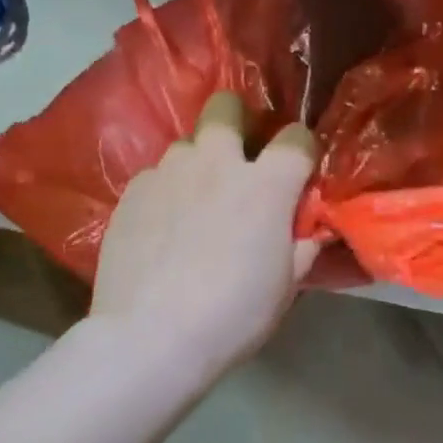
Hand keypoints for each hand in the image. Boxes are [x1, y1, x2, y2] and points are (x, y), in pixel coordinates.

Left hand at [91, 92, 320, 378]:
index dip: (302, 151)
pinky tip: (162, 227)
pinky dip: (166, 192)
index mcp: (265, 185)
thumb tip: (311, 230)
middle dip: (237, 121)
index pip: (296, 137)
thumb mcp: (285, 287)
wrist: (151, 336)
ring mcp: (168, 173)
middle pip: (226, 107)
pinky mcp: (131, 192)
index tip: (299, 172)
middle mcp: (216, 163)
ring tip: (194, 202)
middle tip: (238, 159)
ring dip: (198, 164)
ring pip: (186, 145)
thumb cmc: (233, 314)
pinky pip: (155, 176)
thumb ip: (302, 247)